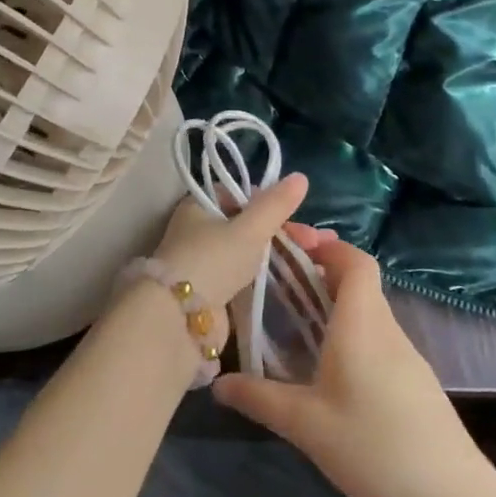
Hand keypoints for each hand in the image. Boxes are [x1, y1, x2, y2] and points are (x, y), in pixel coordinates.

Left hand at [149, 174, 310, 325]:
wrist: (181, 319)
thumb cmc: (213, 260)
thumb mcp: (249, 229)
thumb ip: (275, 205)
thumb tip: (301, 176)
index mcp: (198, 206)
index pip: (236, 194)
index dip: (266, 201)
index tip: (293, 214)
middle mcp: (197, 231)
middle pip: (245, 224)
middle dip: (280, 231)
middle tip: (314, 243)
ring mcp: (203, 263)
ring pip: (246, 251)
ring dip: (277, 255)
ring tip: (312, 262)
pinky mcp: (211, 292)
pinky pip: (243, 277)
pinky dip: (265, 276)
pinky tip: (290, 281)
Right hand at [213, 238, 495, 496]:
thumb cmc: (375, 448)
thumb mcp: (306, 425)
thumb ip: (259, 398)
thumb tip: (217, 382)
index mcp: (361, 322)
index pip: (352, 260)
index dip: (323, 244)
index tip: (288, 243)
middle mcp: (386, 329)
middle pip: (358, 281)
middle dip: (319, 271)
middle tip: (277, 280)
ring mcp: (406, 358)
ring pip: (367, 312)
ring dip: (333, 304)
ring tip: (292, 320)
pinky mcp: (414, 385)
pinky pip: (376, 340)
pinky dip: (348, 334)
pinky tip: (325, 369)